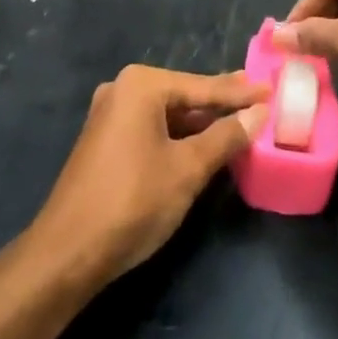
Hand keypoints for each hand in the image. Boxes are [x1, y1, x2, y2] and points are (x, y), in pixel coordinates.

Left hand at [29, 66, 267, 285]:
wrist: (66, 253)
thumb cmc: (133, 202)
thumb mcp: (188, 169)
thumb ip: (225, 137)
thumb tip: (259, 113)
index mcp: (141, 85)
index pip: (202, 87)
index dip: (240, 92)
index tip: (271, 87)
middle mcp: (122, 89)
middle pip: (184, 96)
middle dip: (220, 104)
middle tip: (259, 102)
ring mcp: (110, 115)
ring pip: (168, 114)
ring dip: (201, 124)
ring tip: (238, 123)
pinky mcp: (104, 141)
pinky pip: (152, 129)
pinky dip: (178, 137)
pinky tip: (202, 146)